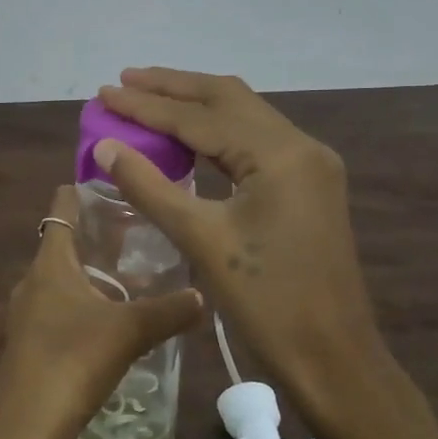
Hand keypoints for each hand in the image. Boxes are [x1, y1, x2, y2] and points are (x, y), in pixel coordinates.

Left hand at [0, 183, 203, 438]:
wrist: (26, 427)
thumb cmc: (73, 361)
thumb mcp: (129, 331)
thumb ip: (168, 311)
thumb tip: (202, 295)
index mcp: (50, 263)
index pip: (61, 207)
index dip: (82, 190)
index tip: (114, 183)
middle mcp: (32, 281)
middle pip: (64, 243)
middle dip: (97, 236)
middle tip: (141, 232)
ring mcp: (26, 314)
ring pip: (62, 280)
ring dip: (92, 274)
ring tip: (134, 277)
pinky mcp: (29, 344)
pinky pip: (59, 309)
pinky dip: (84, 305)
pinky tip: (112, 322)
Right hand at [94, 68, 433, 438]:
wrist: (333, 357)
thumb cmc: (266, 302)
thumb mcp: (201, 241)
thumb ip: (150, 187)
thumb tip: (106, 147)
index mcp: (279, 154)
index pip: (200, 117)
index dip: (146, 105)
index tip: (104, 93)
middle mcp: (300, 146)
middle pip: (227, 99)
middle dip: (173, 88)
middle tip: (124, 81)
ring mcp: (310, 164)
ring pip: (243, 116)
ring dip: (195, 105)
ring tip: (147, 97)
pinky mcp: (308, 184)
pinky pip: (255, 141)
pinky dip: (216, 132)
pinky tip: (188, 137)